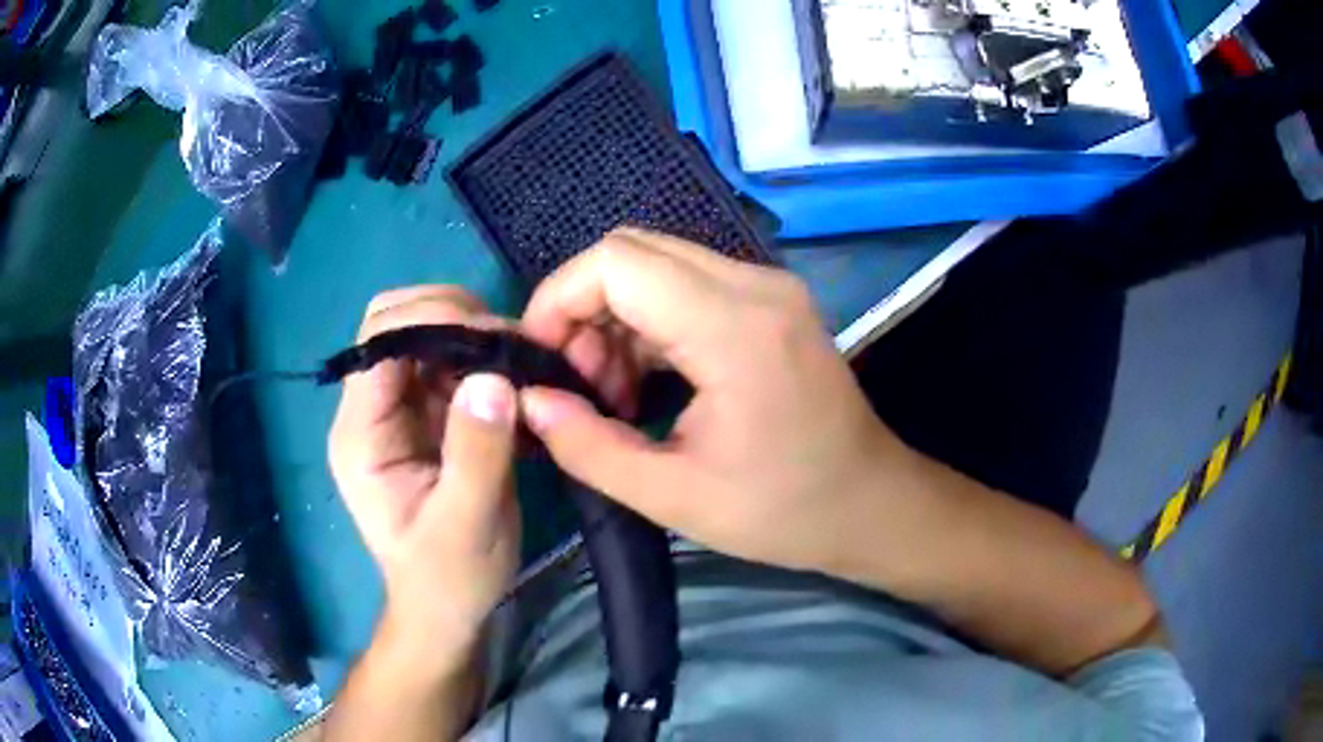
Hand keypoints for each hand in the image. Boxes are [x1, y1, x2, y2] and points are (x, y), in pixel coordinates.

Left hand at [329, 287, 519, 666]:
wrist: (447, 609)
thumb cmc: (449, 578)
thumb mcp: (467, 526)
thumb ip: (476, 455)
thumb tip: (493, 377)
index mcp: (362, 434)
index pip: (380, 340)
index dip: (433, 319)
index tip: (495, 339)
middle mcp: (373, 410)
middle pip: (396, 320)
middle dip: (454, 316)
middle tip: (510, 346)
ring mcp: (399, 410)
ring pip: (427, 333)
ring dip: (476, 335)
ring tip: (523, 364)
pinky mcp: (428, 416)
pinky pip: (453, 362)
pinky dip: (486, 359)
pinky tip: (519, 384)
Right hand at [518, 228, 912, 574]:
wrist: (871, 504)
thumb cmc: (783, 510)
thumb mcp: (673, 496)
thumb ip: (588, 447)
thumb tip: (529, 402)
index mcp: (734, 327)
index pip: (616, 260)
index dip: (560, 299)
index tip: (545, 361)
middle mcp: (754, 284)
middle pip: (633, 250)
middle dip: (584, 308)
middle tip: (583, 385)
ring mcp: (769, 286)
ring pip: (657, 264)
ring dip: (616, 317)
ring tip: (615, 393)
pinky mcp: (772, 300)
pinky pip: (688, 284)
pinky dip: (650, 321)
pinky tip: (649, 380)